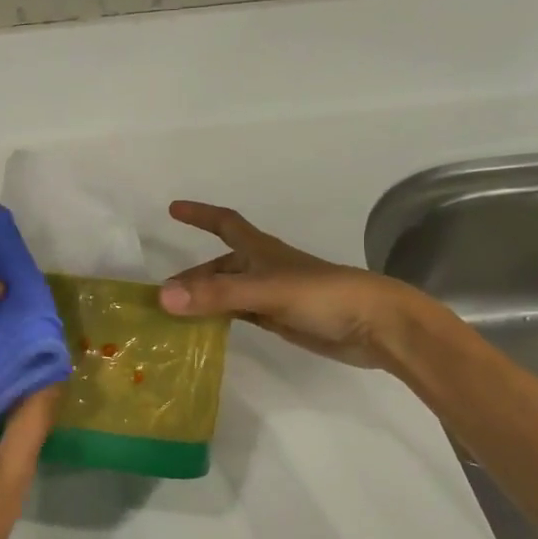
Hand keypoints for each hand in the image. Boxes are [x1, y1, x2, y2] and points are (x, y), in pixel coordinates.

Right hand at [160, 201, 435, 369]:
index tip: (172, 208)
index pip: (224, 223)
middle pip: (219, 266)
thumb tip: (163, 297)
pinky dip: (219, 318)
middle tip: (160, 295)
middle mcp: (263, 268)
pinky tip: (205, 330)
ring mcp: (272, 295)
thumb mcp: (267, 291)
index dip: (199, 214)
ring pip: (227, 292)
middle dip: (191, 276)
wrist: (377, 326)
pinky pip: (239, 314)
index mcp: (261, 250)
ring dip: (202, 299)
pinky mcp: (280, 319)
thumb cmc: (324, 296)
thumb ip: (217, 295)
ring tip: (174, 316)